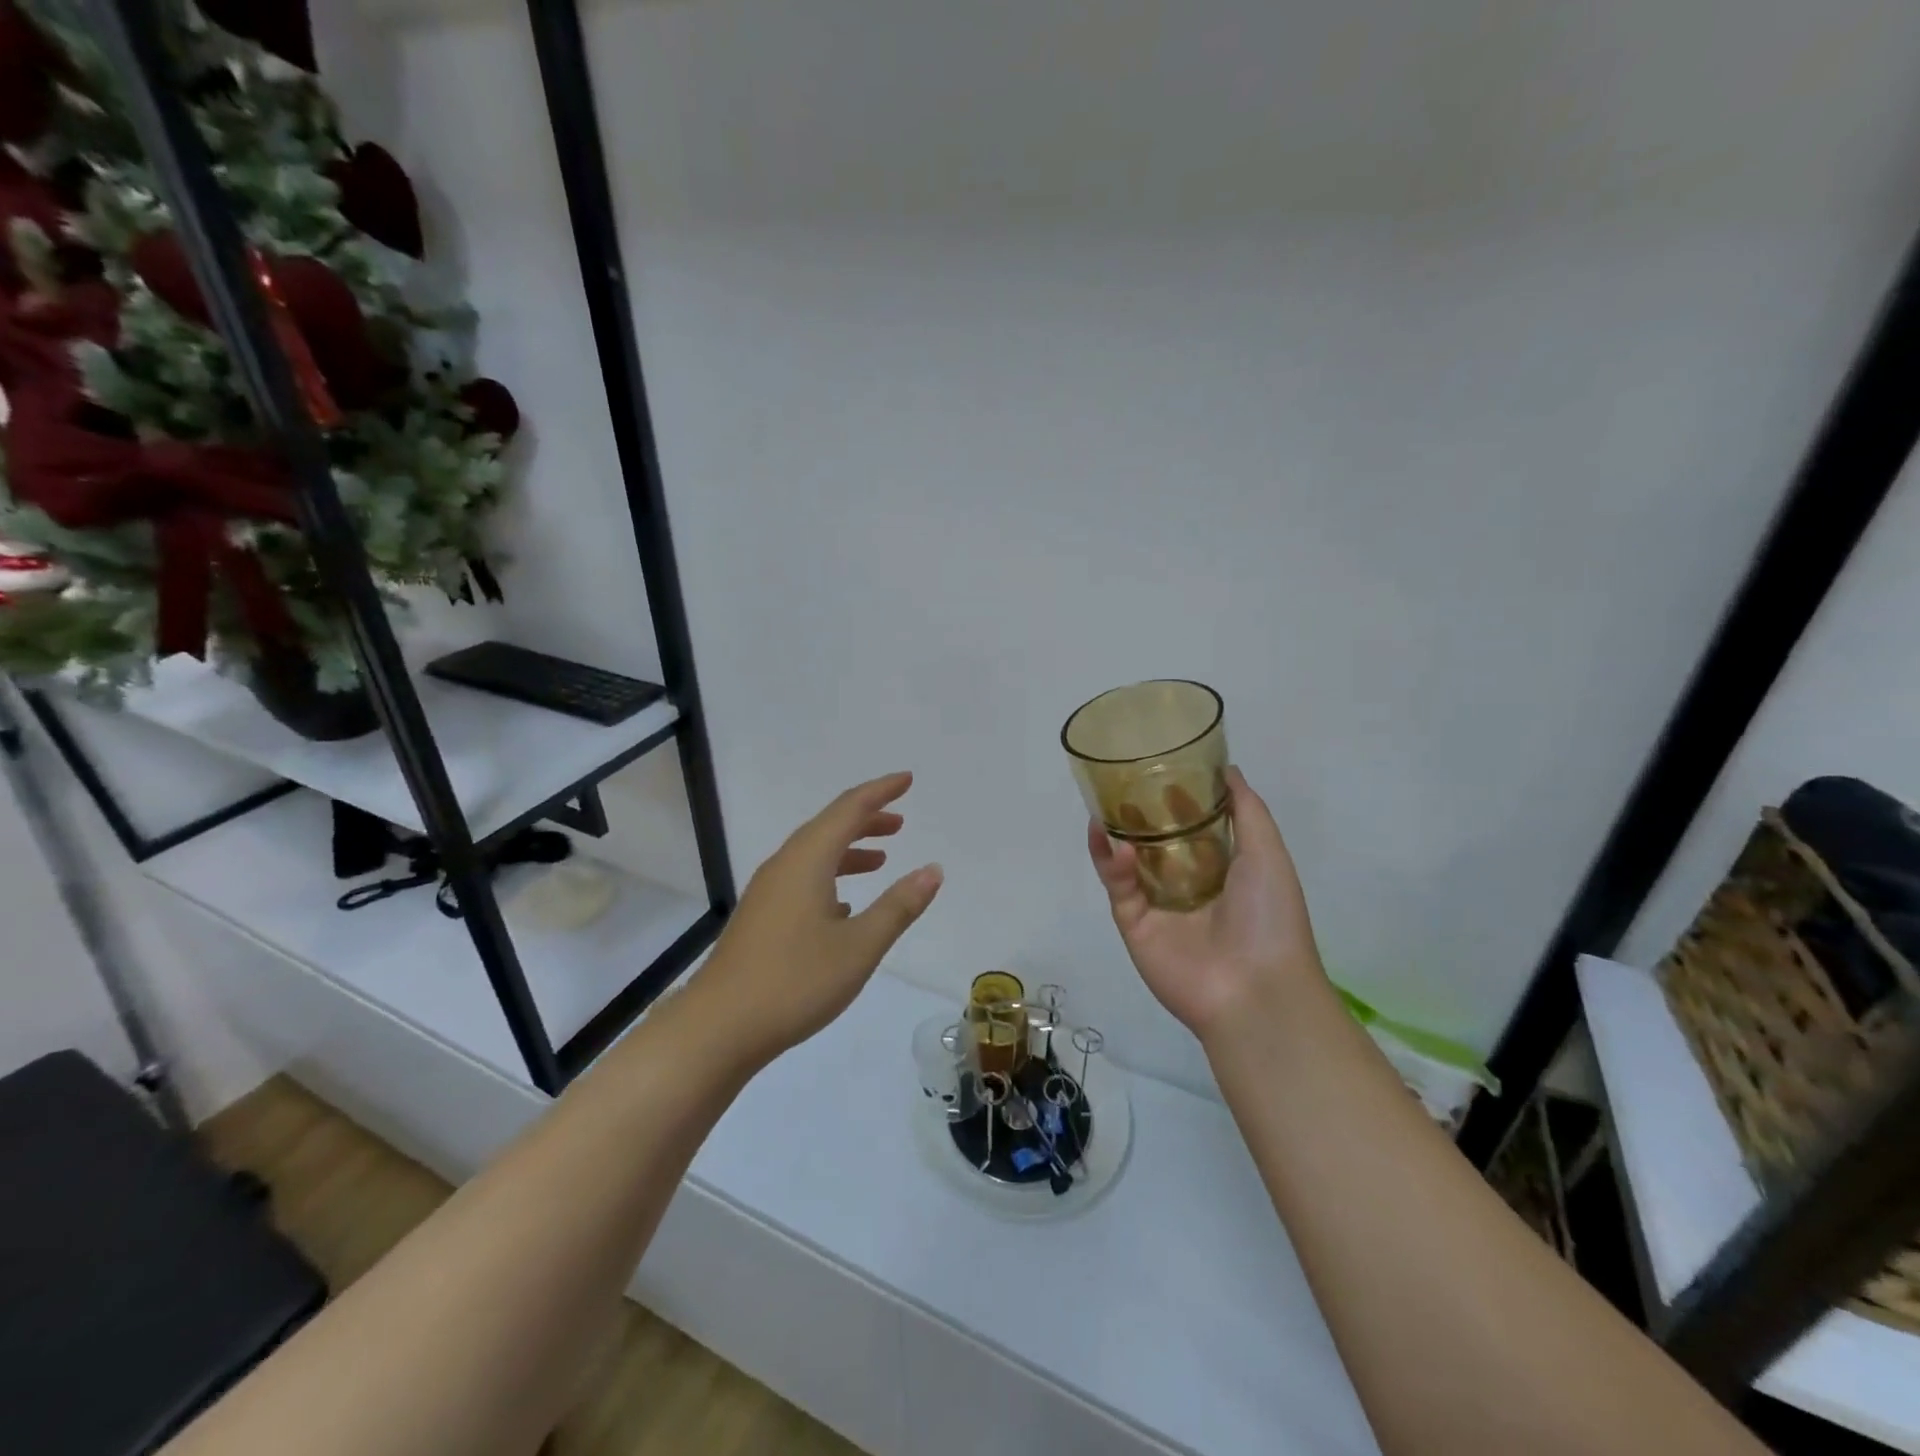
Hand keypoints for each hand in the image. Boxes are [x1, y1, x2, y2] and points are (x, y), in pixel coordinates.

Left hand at [686, 771, 942, 1069]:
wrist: (718, 1028)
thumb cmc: (796, 981)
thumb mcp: (860, 946)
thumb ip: (899, 905)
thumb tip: (933, 869)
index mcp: (807, 861)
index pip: (849, 809)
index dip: (880, 791)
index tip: (907, 780)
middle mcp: (784, 866)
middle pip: (828, 827)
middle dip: (866, 819)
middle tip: (900, 822)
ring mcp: (767, 892)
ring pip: (814, 854)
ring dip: (849, 850)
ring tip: (881, 859)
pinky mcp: (760, 917)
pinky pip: (801, 878)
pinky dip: (830, 877)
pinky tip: (844, 906)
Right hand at [1087, 768, 1322, 1043]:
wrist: (1255, 989)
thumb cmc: (1269, 916)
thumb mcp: (1268, 853)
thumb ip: (1247, 810)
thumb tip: (1228, 768)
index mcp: (1221, 870)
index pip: (1191, 828)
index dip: (1176, 799)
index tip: (1162, 768)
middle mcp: (1186, 885)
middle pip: (1154, 841)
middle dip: (1138, 814)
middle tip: (1121, 781)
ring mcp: (1157, 905)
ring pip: (1128, 862)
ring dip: (1116, 833)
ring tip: (1104, 805)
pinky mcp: (1133, 923)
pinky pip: (1118, 887)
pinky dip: (1111, 862)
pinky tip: (1110, 839)